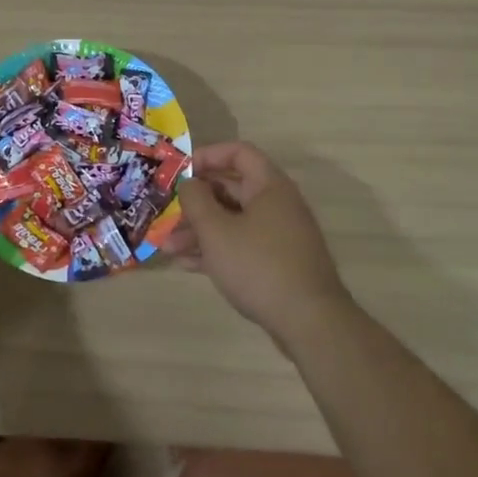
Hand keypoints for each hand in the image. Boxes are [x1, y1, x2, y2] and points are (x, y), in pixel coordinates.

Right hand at [163, 142, 350, 339]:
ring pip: (232, 221)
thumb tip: (189, 183)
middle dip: (195, 202)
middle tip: (167, 214)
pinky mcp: (277, 263)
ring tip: (168, 248)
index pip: (239, 153)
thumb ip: (196, 200)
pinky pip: (241, 245)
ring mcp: (279, 236)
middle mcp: (277, 205)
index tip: (181, 171)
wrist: (309, 323)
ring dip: (199, 231)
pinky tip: (187, 265)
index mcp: (269, 187)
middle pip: (231, 189)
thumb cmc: (258, 265)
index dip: (208, 155)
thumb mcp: (216, 230)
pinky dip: (216, 250)